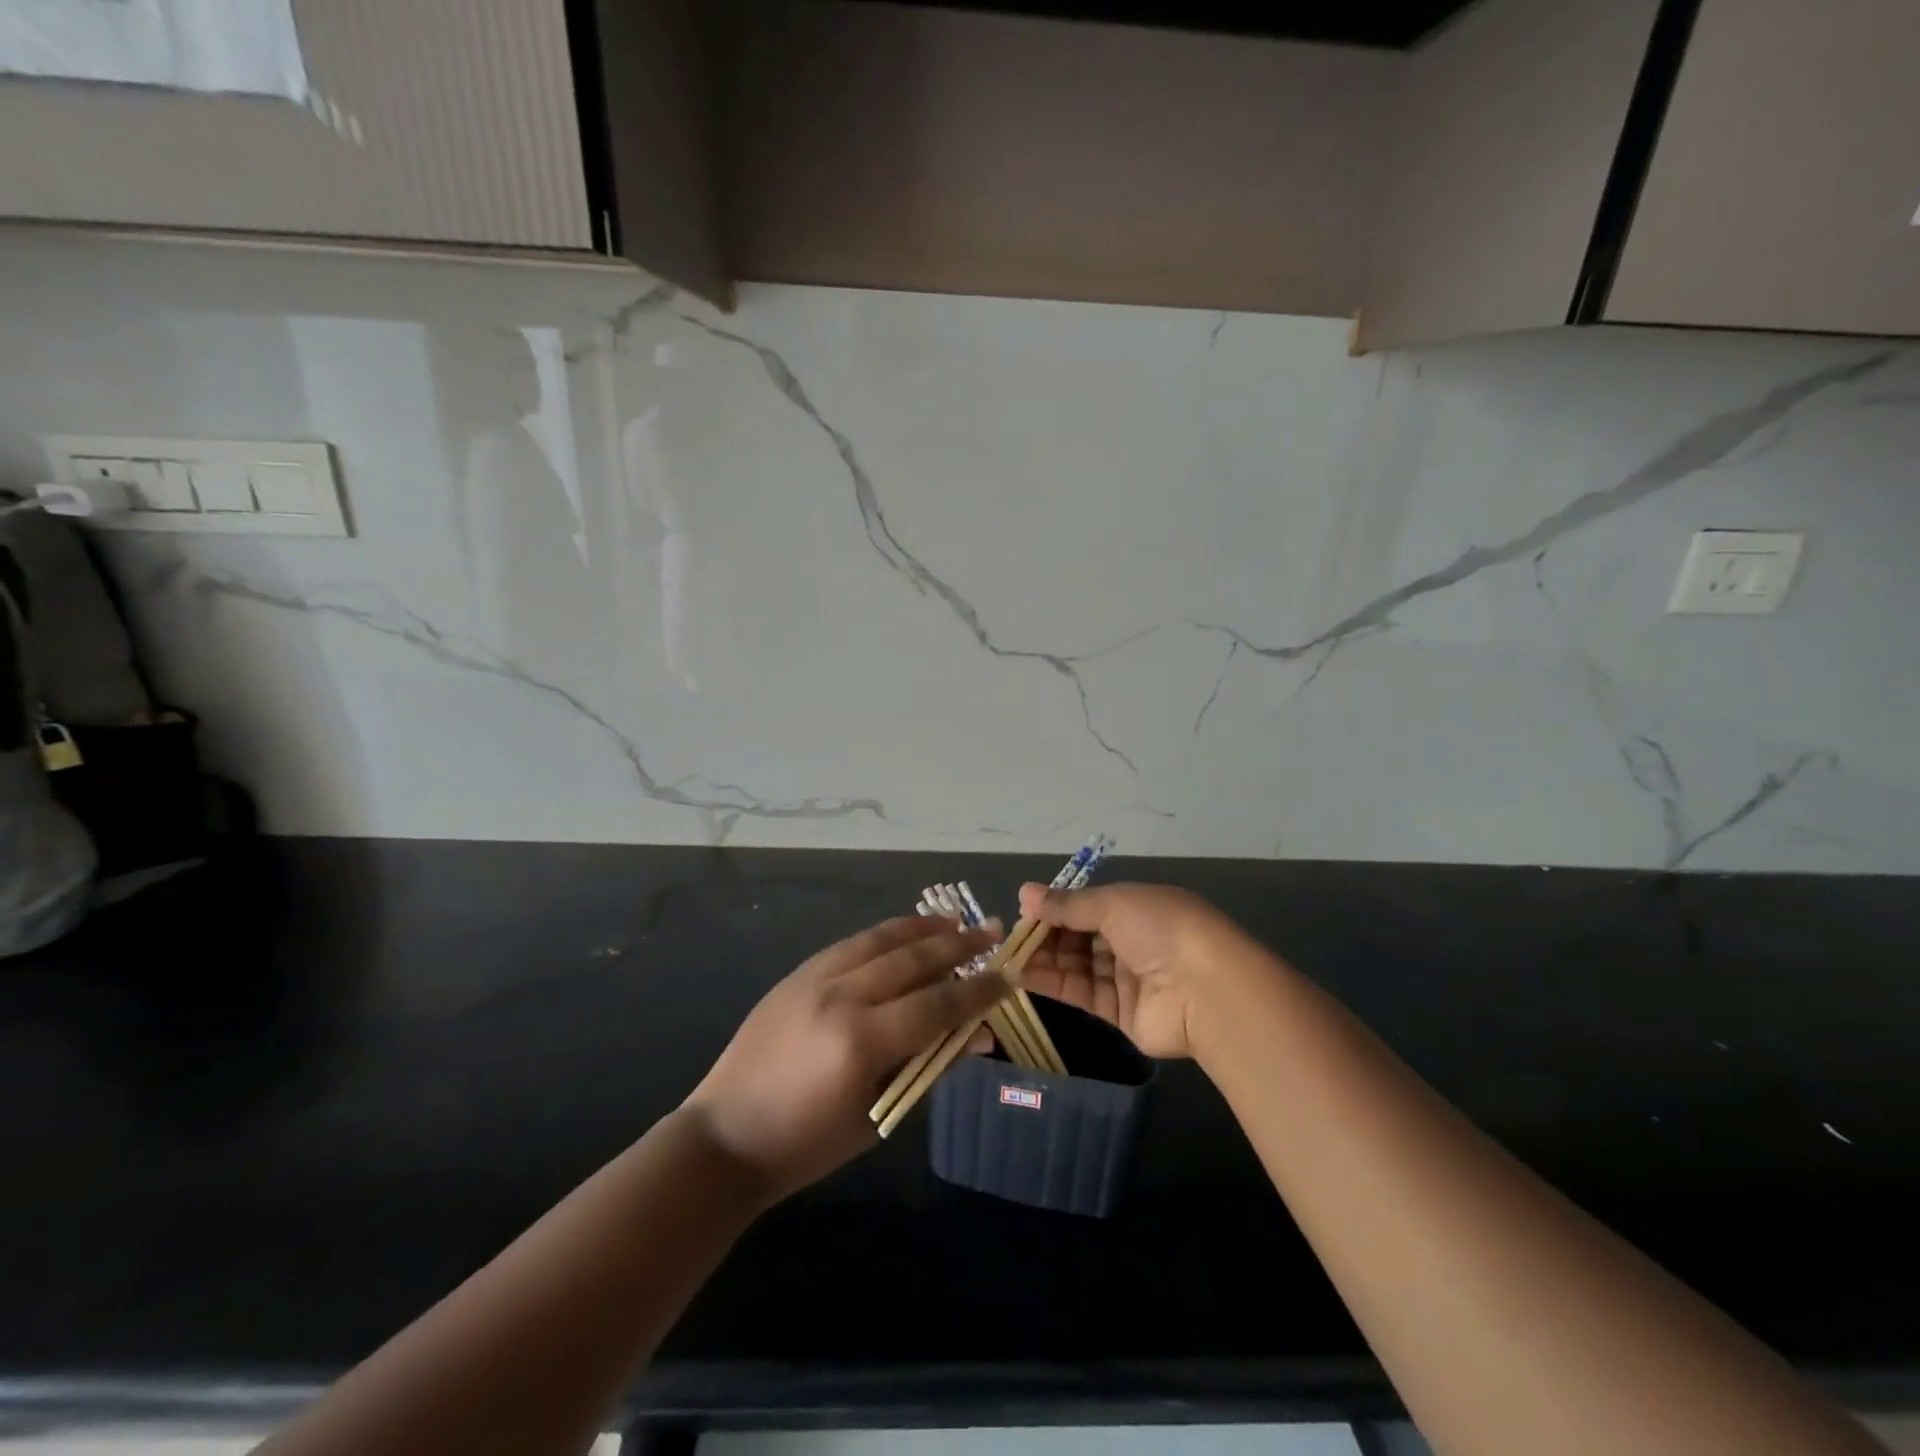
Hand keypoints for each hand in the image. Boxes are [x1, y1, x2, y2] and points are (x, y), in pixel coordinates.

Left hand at [684, 916, 1008, 1200]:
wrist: (726, 1135)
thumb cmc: (807, 1144)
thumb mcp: (878, 1114)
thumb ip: (929, 1067)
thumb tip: (980, 1037)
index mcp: (862, 1042)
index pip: (937, 1005)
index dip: (978, 991)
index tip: (1009, 977)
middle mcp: (841, 997)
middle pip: (913, 960)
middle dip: (958, 946)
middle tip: (992, 932)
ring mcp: (815, 978)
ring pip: (881, 939)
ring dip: (922, 928)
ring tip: (955, 921)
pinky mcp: (798, 973)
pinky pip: (853, 943)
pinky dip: (885, 934)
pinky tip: (905, 932)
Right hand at [1014, 882, 1248, 1060]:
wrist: (1206, 992)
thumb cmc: (1161, 930)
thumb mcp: (1113, 904)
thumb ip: (1067, 904)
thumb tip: (1024, 893)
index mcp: (1138, 907)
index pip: (1088, 905)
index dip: (1057, 906)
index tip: (1024, 909)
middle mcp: (1133, 940)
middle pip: (1080, 935)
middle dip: (1046, 933)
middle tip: (1011, 935)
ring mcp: (1128, 977)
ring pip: (1077, 964)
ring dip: (1044, 958)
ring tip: (1008, 955)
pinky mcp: (1121, 1012)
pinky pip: (1081, 993)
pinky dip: (1052, 983)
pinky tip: (1021, 975)